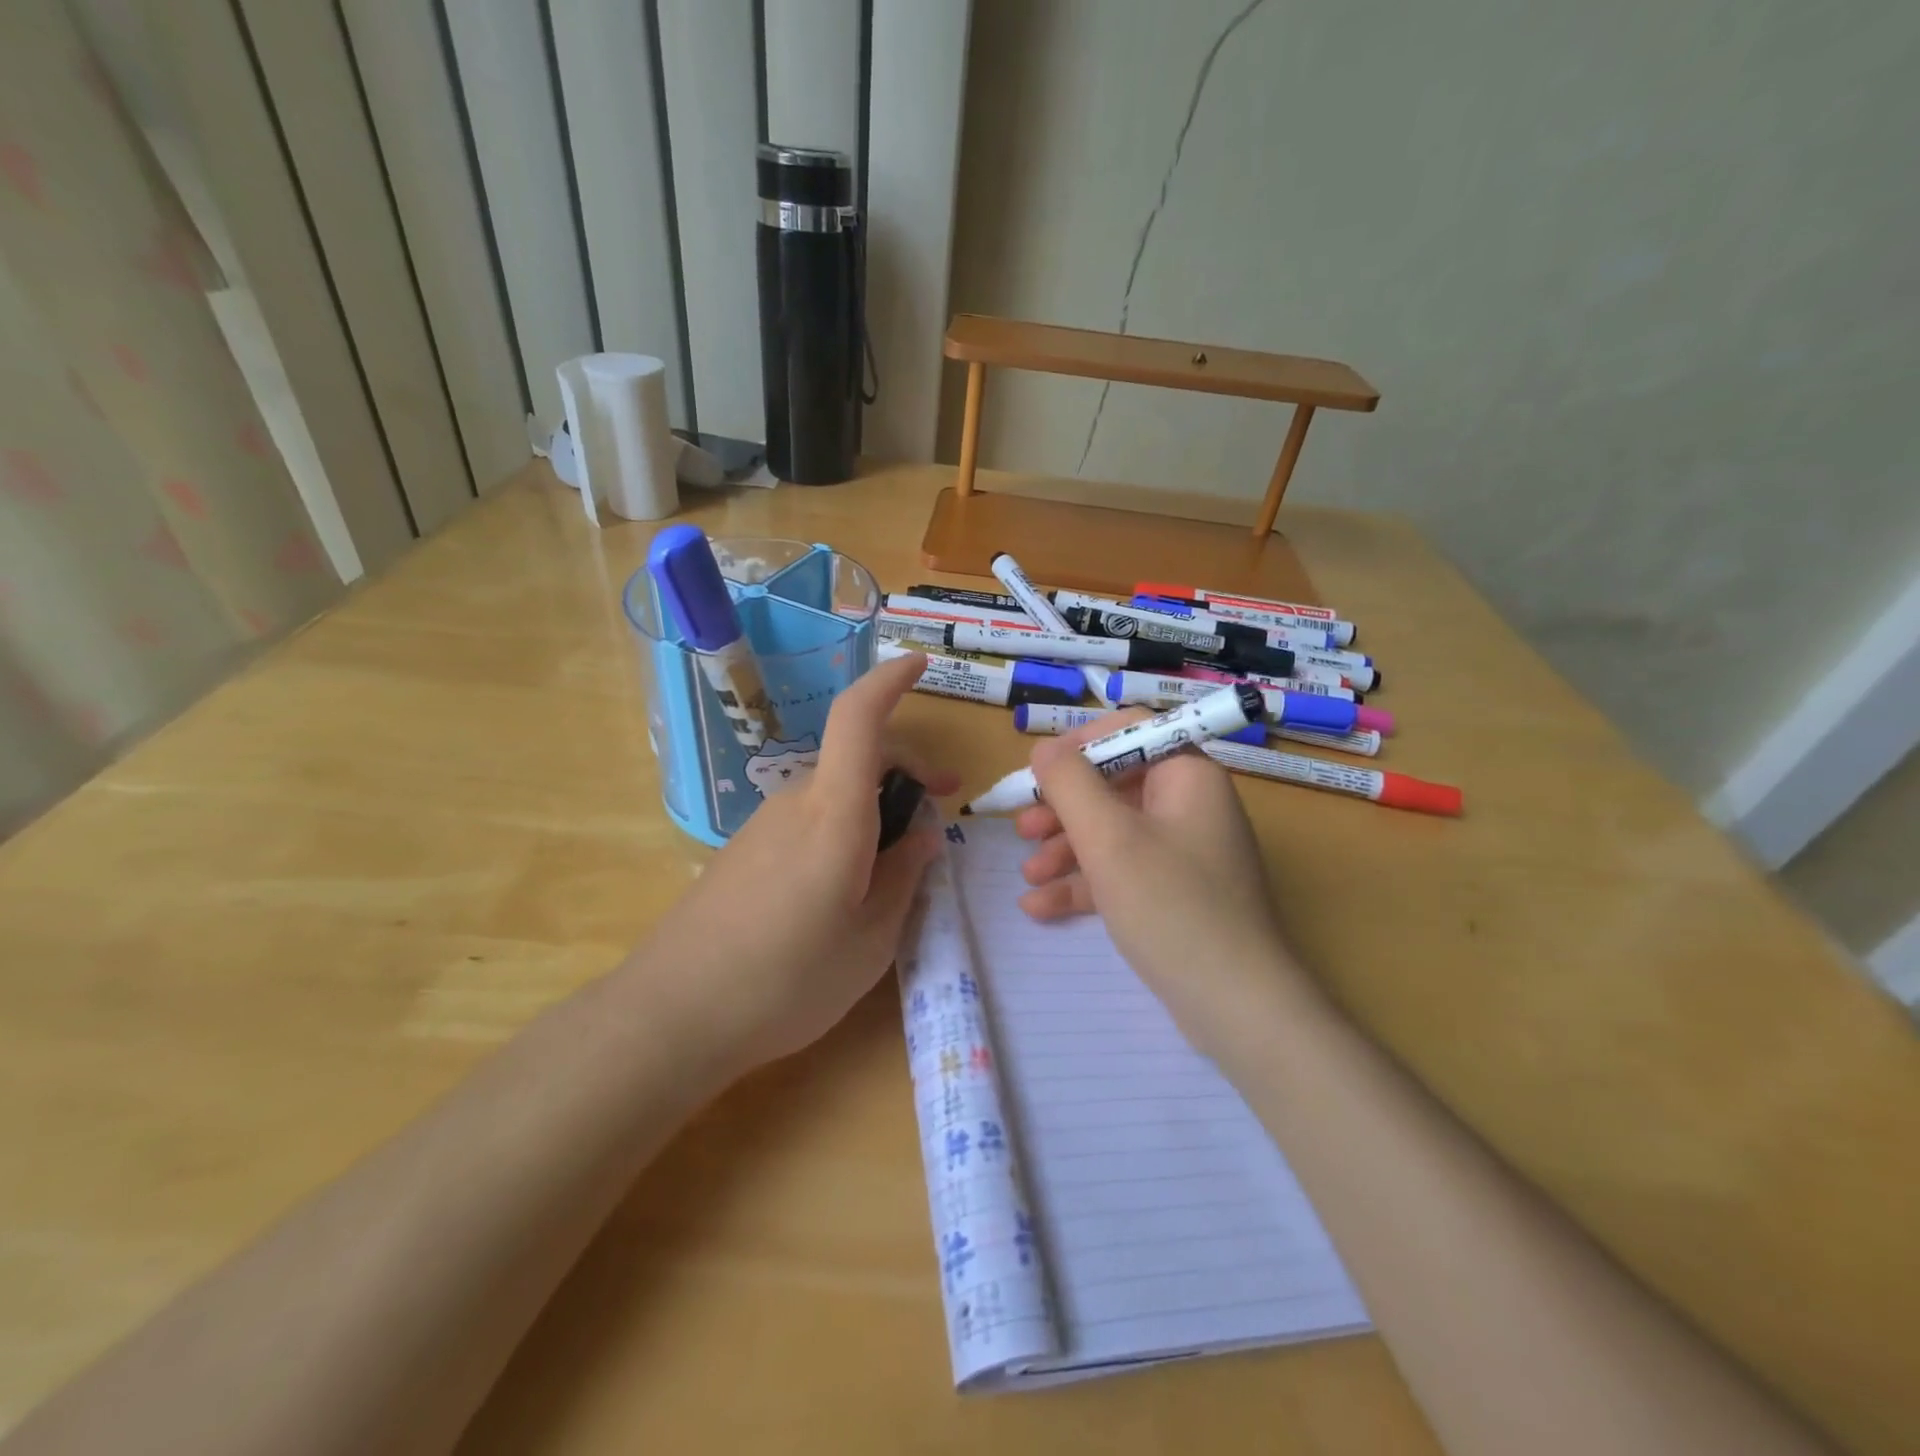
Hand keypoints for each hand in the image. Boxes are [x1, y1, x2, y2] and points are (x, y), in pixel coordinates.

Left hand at [634, 653, 955, 1072]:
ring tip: (894, 871)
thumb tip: (922, 836)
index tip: (920, 664)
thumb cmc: (787, 980)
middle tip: (938, 811)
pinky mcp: (744, 851)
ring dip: (874, 808)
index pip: (859, 719)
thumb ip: (904, 878)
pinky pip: (808, 821)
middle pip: (857, 757)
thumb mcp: (871, 939)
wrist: (672, 1015)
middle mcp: (797, 804)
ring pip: (835, 793)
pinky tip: (843, 890)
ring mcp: (764, 825)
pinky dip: (842, 831)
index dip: (890, 681)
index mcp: (834, 814)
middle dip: (906, 770)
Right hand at [1013, 713, 1306, 1058]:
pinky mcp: (1174, 894)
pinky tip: (1039, 906)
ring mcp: (1183, 853)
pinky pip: (1122, 872)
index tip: (1038, 770)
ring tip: (1026, 874)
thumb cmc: (1170, 905)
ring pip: (1113, 832)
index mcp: (1186, 775)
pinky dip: (1084, 883)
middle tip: (1022, 828)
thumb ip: (1069, 783)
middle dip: (1063, 807)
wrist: (1235, 1004)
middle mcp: (1189, 805)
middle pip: (1114, 784)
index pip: (1130, 730)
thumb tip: (1044, 747)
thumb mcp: (1108, 837)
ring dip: (1066, 848)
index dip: (1080, 743)